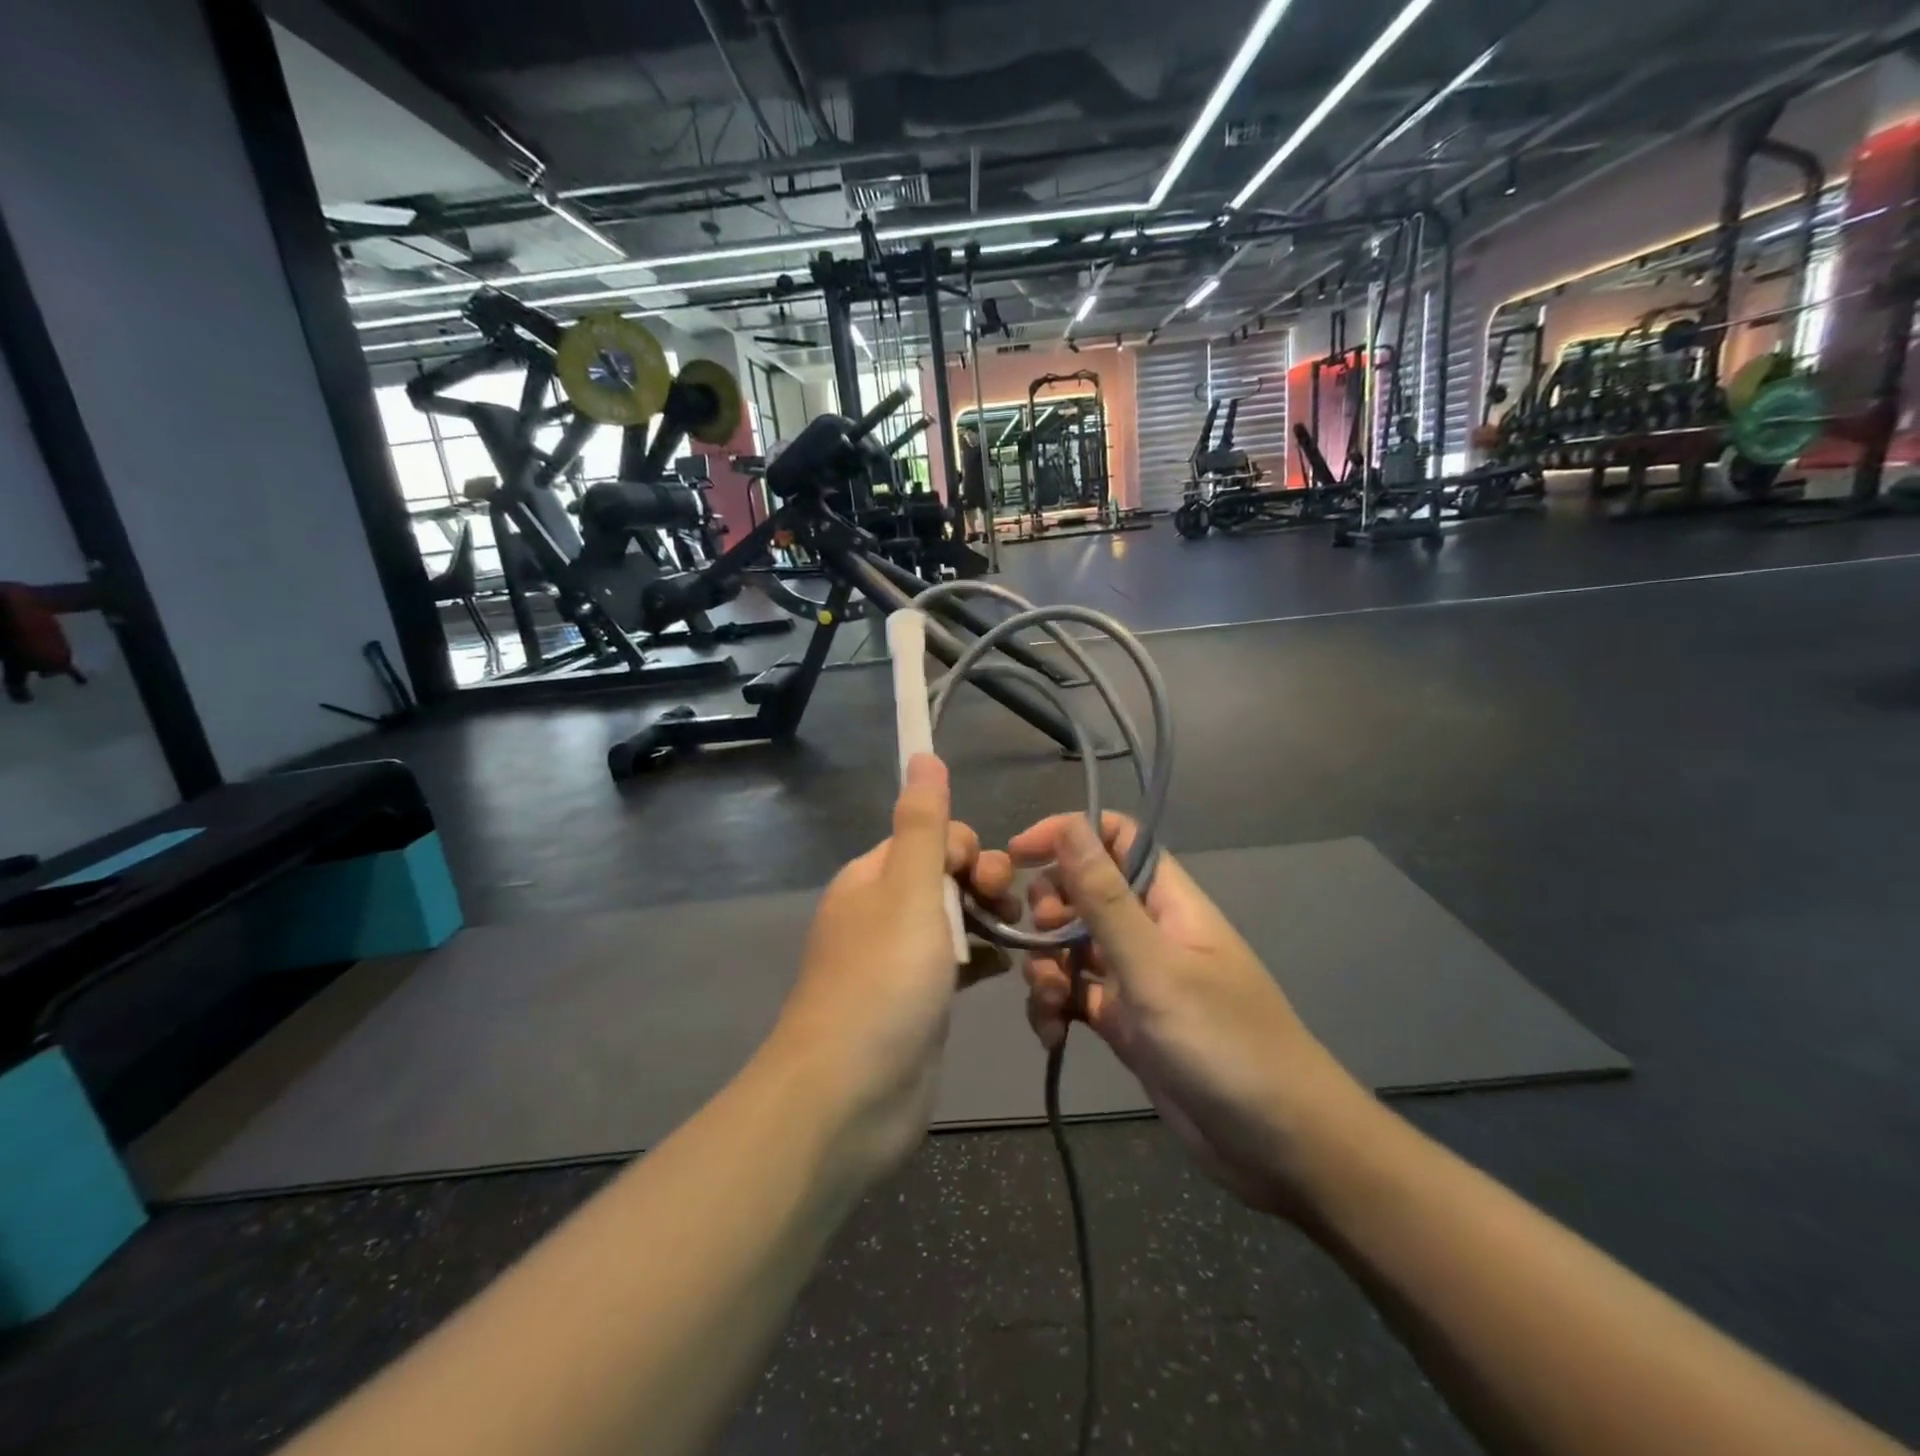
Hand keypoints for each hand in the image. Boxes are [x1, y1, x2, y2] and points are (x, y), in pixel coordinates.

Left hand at [771, 754, 1016, 1180]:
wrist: (850, 1096)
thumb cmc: (884, 981)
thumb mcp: (908, 889)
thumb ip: (923, 824)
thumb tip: (922, 753)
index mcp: (872, 878)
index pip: (930, 837)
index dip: (965, 849)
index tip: (985, 880)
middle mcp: (882, 912)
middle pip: (944, 875)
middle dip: (983, 882)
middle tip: (1007, 911)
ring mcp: (900, 960)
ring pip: (954, 919)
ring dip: (989, 919)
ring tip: (1019, 938)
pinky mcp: (919, 1002)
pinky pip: (957, 962)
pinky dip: (983, 958)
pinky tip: (1008, 967)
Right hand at [1014, 813, 1369, 1215]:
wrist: (1281, 1147)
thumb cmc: (1223, 1043)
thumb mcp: (1155, 967)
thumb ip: (1105, 899)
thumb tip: (1069, 824)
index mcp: (1167, 900)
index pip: (1115, 838)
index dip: (1068, 834)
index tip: (1019, 855)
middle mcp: (1148, 930)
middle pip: (1082, 892)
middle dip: (1048, 911)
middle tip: (1039, 942)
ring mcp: (1135, 978)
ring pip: (1071, 947)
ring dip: (1046, 967)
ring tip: (1050, 1003)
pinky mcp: (1125, 1023)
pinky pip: (1075, 996)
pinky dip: (1055, 1009)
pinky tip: (1053, 1035)